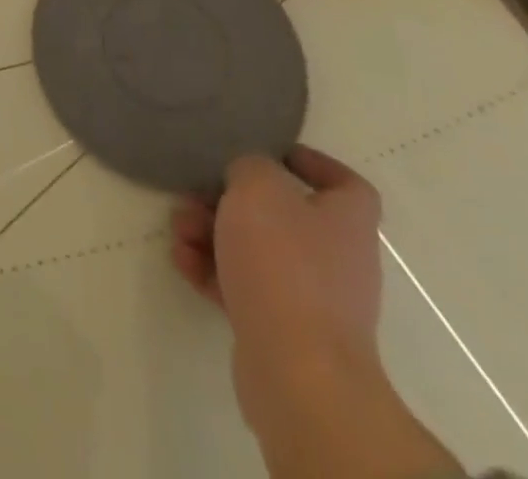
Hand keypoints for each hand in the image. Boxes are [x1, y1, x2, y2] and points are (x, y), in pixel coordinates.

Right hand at [173, 147, 384, 435]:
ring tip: (180, 227)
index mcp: (345, 223)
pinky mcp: (282, 331)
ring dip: (212, 233)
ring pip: (256, 251)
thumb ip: (250, 166)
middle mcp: (336, 260)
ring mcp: (311, 300)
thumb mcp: (258, 188)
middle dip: (232, 201)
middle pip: (284, 216)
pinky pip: (243, 287)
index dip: (314, 165)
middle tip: (196, 193)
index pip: (347, 186)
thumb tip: (247, 176)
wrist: (298, 372)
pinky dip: (211, 270)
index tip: (273, 154)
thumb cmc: (284, 264)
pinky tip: (182, 260)